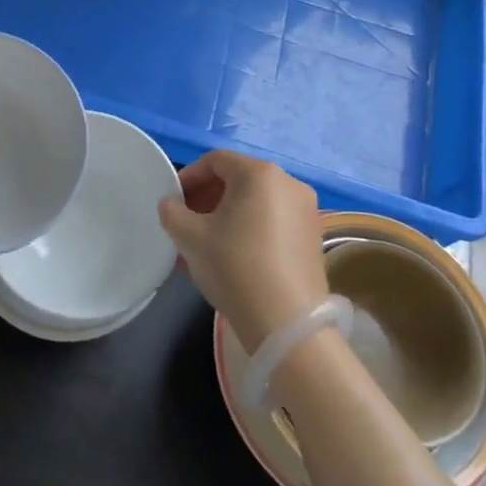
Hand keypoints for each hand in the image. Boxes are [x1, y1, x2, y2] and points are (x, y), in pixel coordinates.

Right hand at [159, 150, 327, 353]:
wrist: (286, 324)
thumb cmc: (234, 267)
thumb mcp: (190, 237)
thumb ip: (172, 212)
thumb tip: (171, 205)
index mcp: (260, 173)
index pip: (216, 161)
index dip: (189, 177)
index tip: (173, 201)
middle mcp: (289, 183)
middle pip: (238, 179)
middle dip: (207, 197)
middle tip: (185, 223)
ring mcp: (306, 211)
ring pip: (256, 202)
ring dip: (226, 215)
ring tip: (204, 244)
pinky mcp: (313, 238)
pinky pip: (273, 221)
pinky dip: (249, 229)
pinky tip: (232, 257)